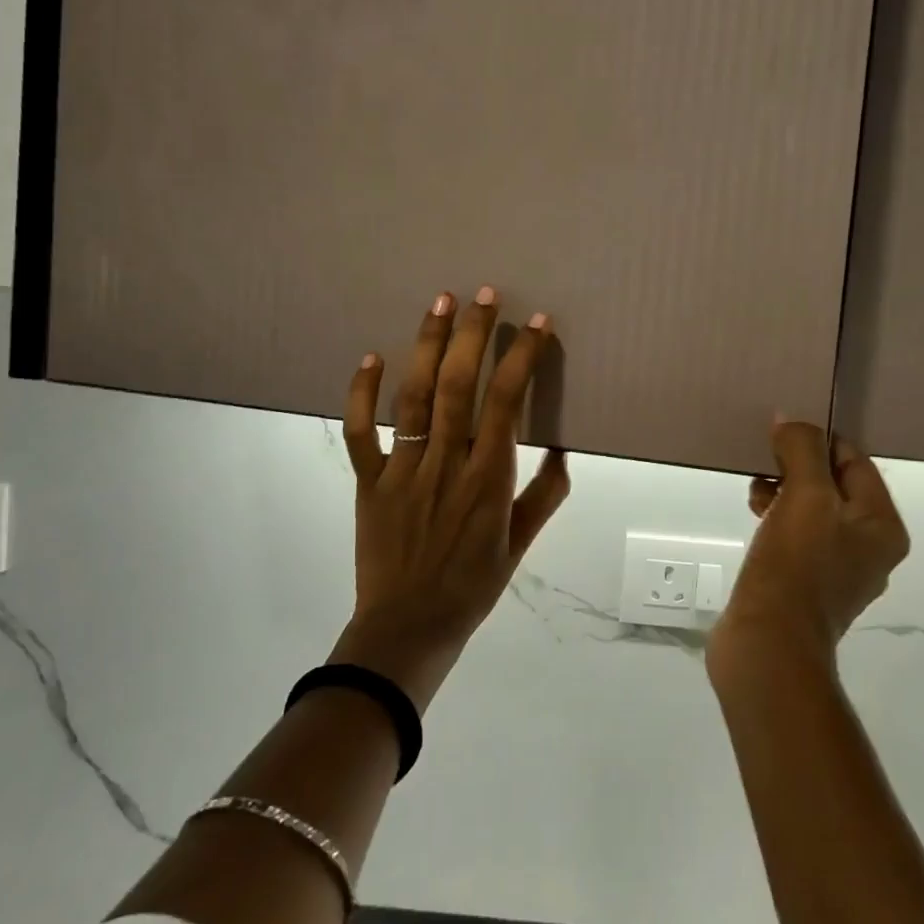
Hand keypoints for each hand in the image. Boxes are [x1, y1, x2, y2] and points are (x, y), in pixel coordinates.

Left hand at [332, 287, 571, 709]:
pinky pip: (361, 433)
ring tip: (438, 302)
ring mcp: (403, 470)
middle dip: (473, 334)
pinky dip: (362, 395)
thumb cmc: (471, 586)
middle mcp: (446, 463)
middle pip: (458, 386)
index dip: (522, 358)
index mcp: (487, 479)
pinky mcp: (368, 481)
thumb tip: (563, 450)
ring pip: (414, 398)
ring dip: (425, 346)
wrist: (408, 629)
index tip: (536, 324)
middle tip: (484, 294)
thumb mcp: (520, 546)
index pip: (508, 403)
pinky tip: (370, 357)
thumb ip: (545, 496)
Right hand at [709, 420, 908, 672]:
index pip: (855, 462)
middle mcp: (868, 548)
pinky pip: (795, 535)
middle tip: (765, 462)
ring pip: (811, 509)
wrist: (768, 645)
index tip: (781, 433)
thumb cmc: (795, 566)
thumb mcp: (804, 496)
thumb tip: (789, 420)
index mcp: (882, 527)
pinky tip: (754, 516)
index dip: (819, 441)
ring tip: (755, 490)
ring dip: (783, 490)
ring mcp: (836, 571)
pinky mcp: (804, 586)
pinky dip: (775, 517)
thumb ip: (802, 450)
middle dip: (797, 467)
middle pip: (833, 485)